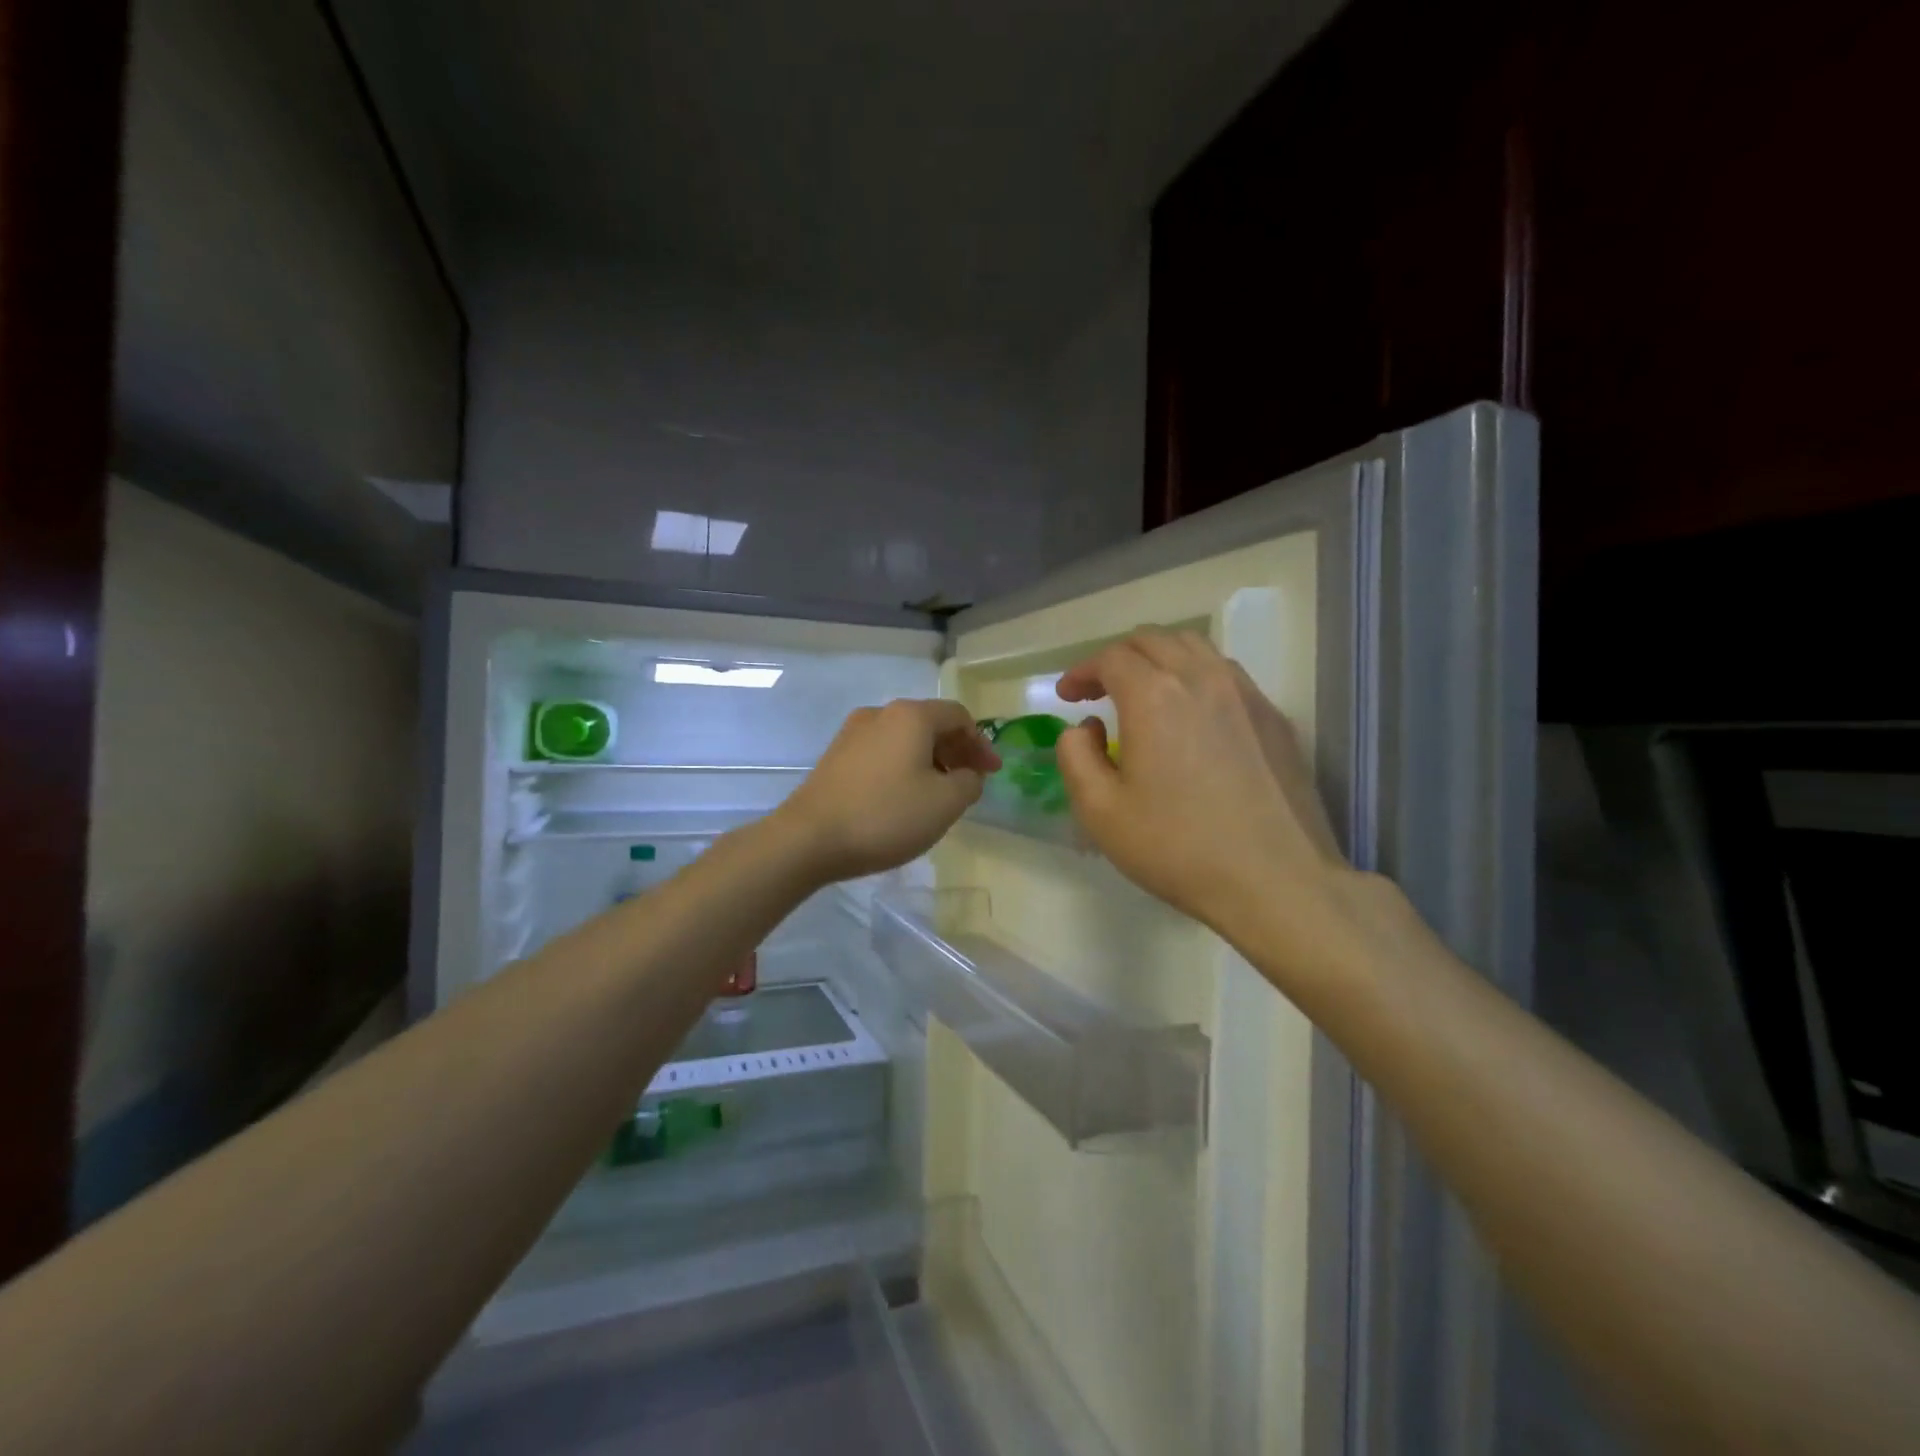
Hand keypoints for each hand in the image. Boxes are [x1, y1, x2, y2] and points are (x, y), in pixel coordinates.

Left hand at [778, 699, 1000, 883]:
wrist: (808, 838)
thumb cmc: (885, 816)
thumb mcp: (945, 803)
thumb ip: (969, 782)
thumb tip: (967, 774)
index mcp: (911, 716)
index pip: (958, 716)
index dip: (981, 743)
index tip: (991, 773)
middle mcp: (880, 714)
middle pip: (930, 723)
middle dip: (956, 751)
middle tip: (970, 782)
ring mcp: (852, 733)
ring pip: (904, 739)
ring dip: (929, 760)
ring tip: (938, 793)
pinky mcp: (835, 757)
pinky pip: (882, 753)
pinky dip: (903, 767)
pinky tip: (904, 797)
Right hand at [1055, 630, 1354, 961]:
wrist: (1276, 881)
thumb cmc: (1178, 848)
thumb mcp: (1100, 812)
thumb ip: (1075, 756)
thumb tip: (1084, 728)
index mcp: (1154, 696)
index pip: (1111, 658)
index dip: (1081, 672)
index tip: (1068, 696)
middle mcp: (1202, 679)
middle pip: (1153, 640)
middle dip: (1117, 657)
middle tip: (1099, 690)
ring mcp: (1246, 694)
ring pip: (1195, 648)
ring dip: (1159, 659)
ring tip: (1144, 694)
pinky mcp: (1274, 717)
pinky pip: (1227, 674)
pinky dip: (1196, 677)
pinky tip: (1191, 716)